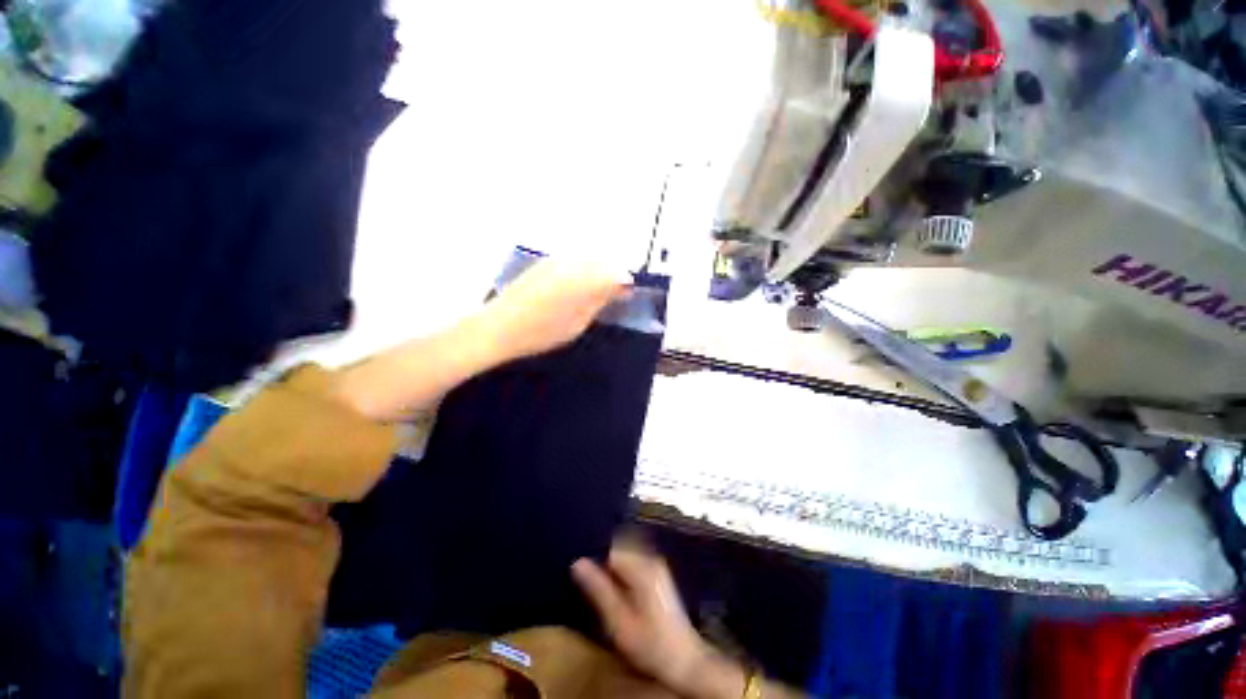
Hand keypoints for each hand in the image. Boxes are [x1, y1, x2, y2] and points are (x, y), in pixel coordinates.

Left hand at [479, 258, 630, 364]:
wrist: (499, 327)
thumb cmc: (542, 332)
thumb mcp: (579, 322)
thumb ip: (601, 301)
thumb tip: (621, 288)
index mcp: (584, 279)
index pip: (617, 273)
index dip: (625, 285)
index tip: (627, 297)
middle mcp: (572, 262)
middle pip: (604, 262)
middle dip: (613, 276)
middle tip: (614, 296)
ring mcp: (557, 259)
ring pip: (589, 259)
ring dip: (597, 273)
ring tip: (595, 294)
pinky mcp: (544, 262)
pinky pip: (573, 261)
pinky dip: (582, 271)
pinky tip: (575, 288)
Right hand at [573, 545, 745, 698]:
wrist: (685, 662)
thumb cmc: (649, 644)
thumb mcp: (618, 621)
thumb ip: (598, 589)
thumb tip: (577, 562)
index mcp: (642, 566)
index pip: (610, 548)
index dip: (593, 559)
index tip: (580, 575)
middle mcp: (651, 558)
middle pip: (618, 548)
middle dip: (602, 561)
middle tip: (588, 583)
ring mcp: (657, 565)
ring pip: (625, 555)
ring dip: (611, 567)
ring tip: (599, 588)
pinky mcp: (658, 575)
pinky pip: (633, 563)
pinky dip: (621, 572)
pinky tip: (616, 591)